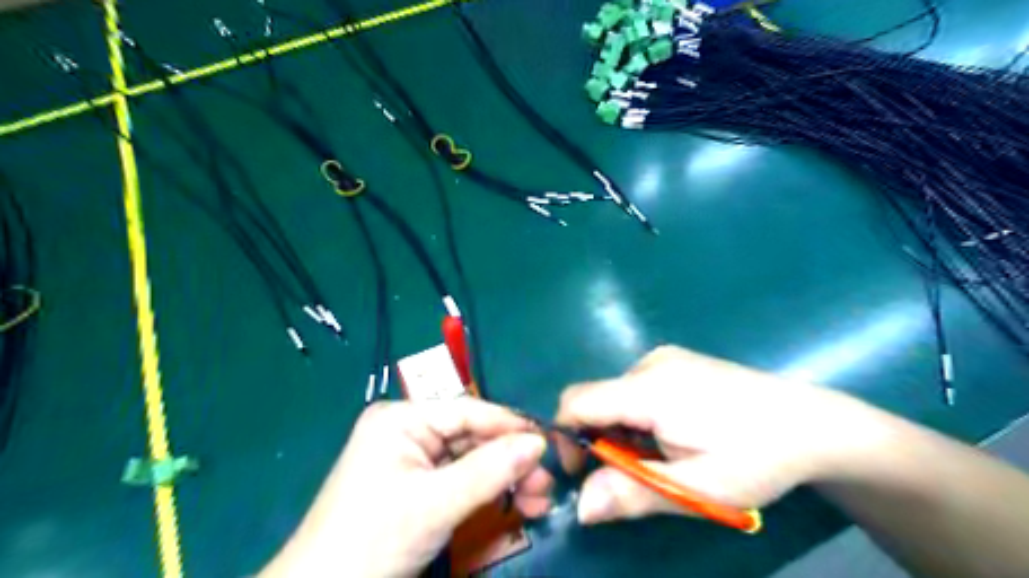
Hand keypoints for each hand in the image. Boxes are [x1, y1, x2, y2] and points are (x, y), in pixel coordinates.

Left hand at [259, 398, 544, 576]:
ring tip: (538, 500)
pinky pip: (461, 480)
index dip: (510, 425)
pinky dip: (488, 492)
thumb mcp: (435, 504)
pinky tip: (514, 503)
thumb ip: (490, 470)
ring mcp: (412, 459)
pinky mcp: (417, 486)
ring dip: (504, 479)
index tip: (550, 441)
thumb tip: (540, 443)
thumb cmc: (372, 541)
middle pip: (472, 437)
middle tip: (546, 484)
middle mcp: (407, 431)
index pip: (467, 411)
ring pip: (471, 460)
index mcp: (401, 418)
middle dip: (510, 460)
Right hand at [560, 347, 880, 526]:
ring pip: (616, 394)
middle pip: (596, 399)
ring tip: (663, 456)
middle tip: (635, 474)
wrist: (813, 423)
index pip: (577, 402)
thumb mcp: (696, 488)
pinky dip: (638, 414)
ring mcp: (665, 357)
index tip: (584, 472)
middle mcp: (650, 363)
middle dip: (600, 439)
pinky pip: (635, 386)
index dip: (566, 437)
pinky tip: (674, 432)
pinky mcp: (677, 360)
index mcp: (649, 389)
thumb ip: (632, 493)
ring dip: (622, 429)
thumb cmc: (756, 458)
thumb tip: (579, 507)